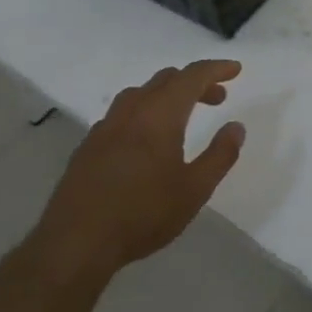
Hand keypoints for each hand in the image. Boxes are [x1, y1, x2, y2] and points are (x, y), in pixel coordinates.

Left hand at [25, 59, 245, 286]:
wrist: (75, 243)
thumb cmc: (143, 214)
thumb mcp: (194, 190)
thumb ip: (220, 155)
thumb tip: (236, 126)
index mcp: (159, 115)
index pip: (191, 77)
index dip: (215, 69)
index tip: (235, 69)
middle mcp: (131, 112)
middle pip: (165, 80)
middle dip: (195, 82)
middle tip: (217, 99)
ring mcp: (105, 128)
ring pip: (140, 93)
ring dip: (166, 94)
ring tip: (182, 115)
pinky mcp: (88, 146)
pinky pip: (121, 113)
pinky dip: (144, 111)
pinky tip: (146, 139)